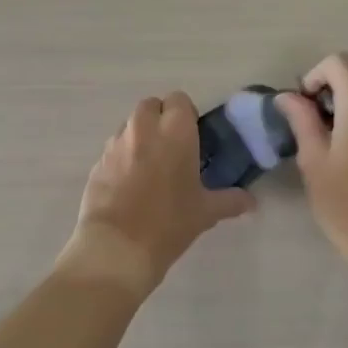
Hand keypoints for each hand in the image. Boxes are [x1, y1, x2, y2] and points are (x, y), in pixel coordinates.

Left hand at [62, 93, 254, 296]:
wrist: (117, 248)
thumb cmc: (169, 223)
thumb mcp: (206, 213)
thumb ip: (230, 201)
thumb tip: (251, 201)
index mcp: (175, 132)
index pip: (179, 100)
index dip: (186, 114)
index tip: (192, 137)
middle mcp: (143, 129)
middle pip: (151, 105)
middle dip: (160, 119)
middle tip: (172, 148)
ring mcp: (115, 144)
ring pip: (129, 126)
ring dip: (140, 137)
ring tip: (150, 167)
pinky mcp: (97, 163)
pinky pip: (113, 149)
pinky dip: (122, 158)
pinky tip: (129, 185)